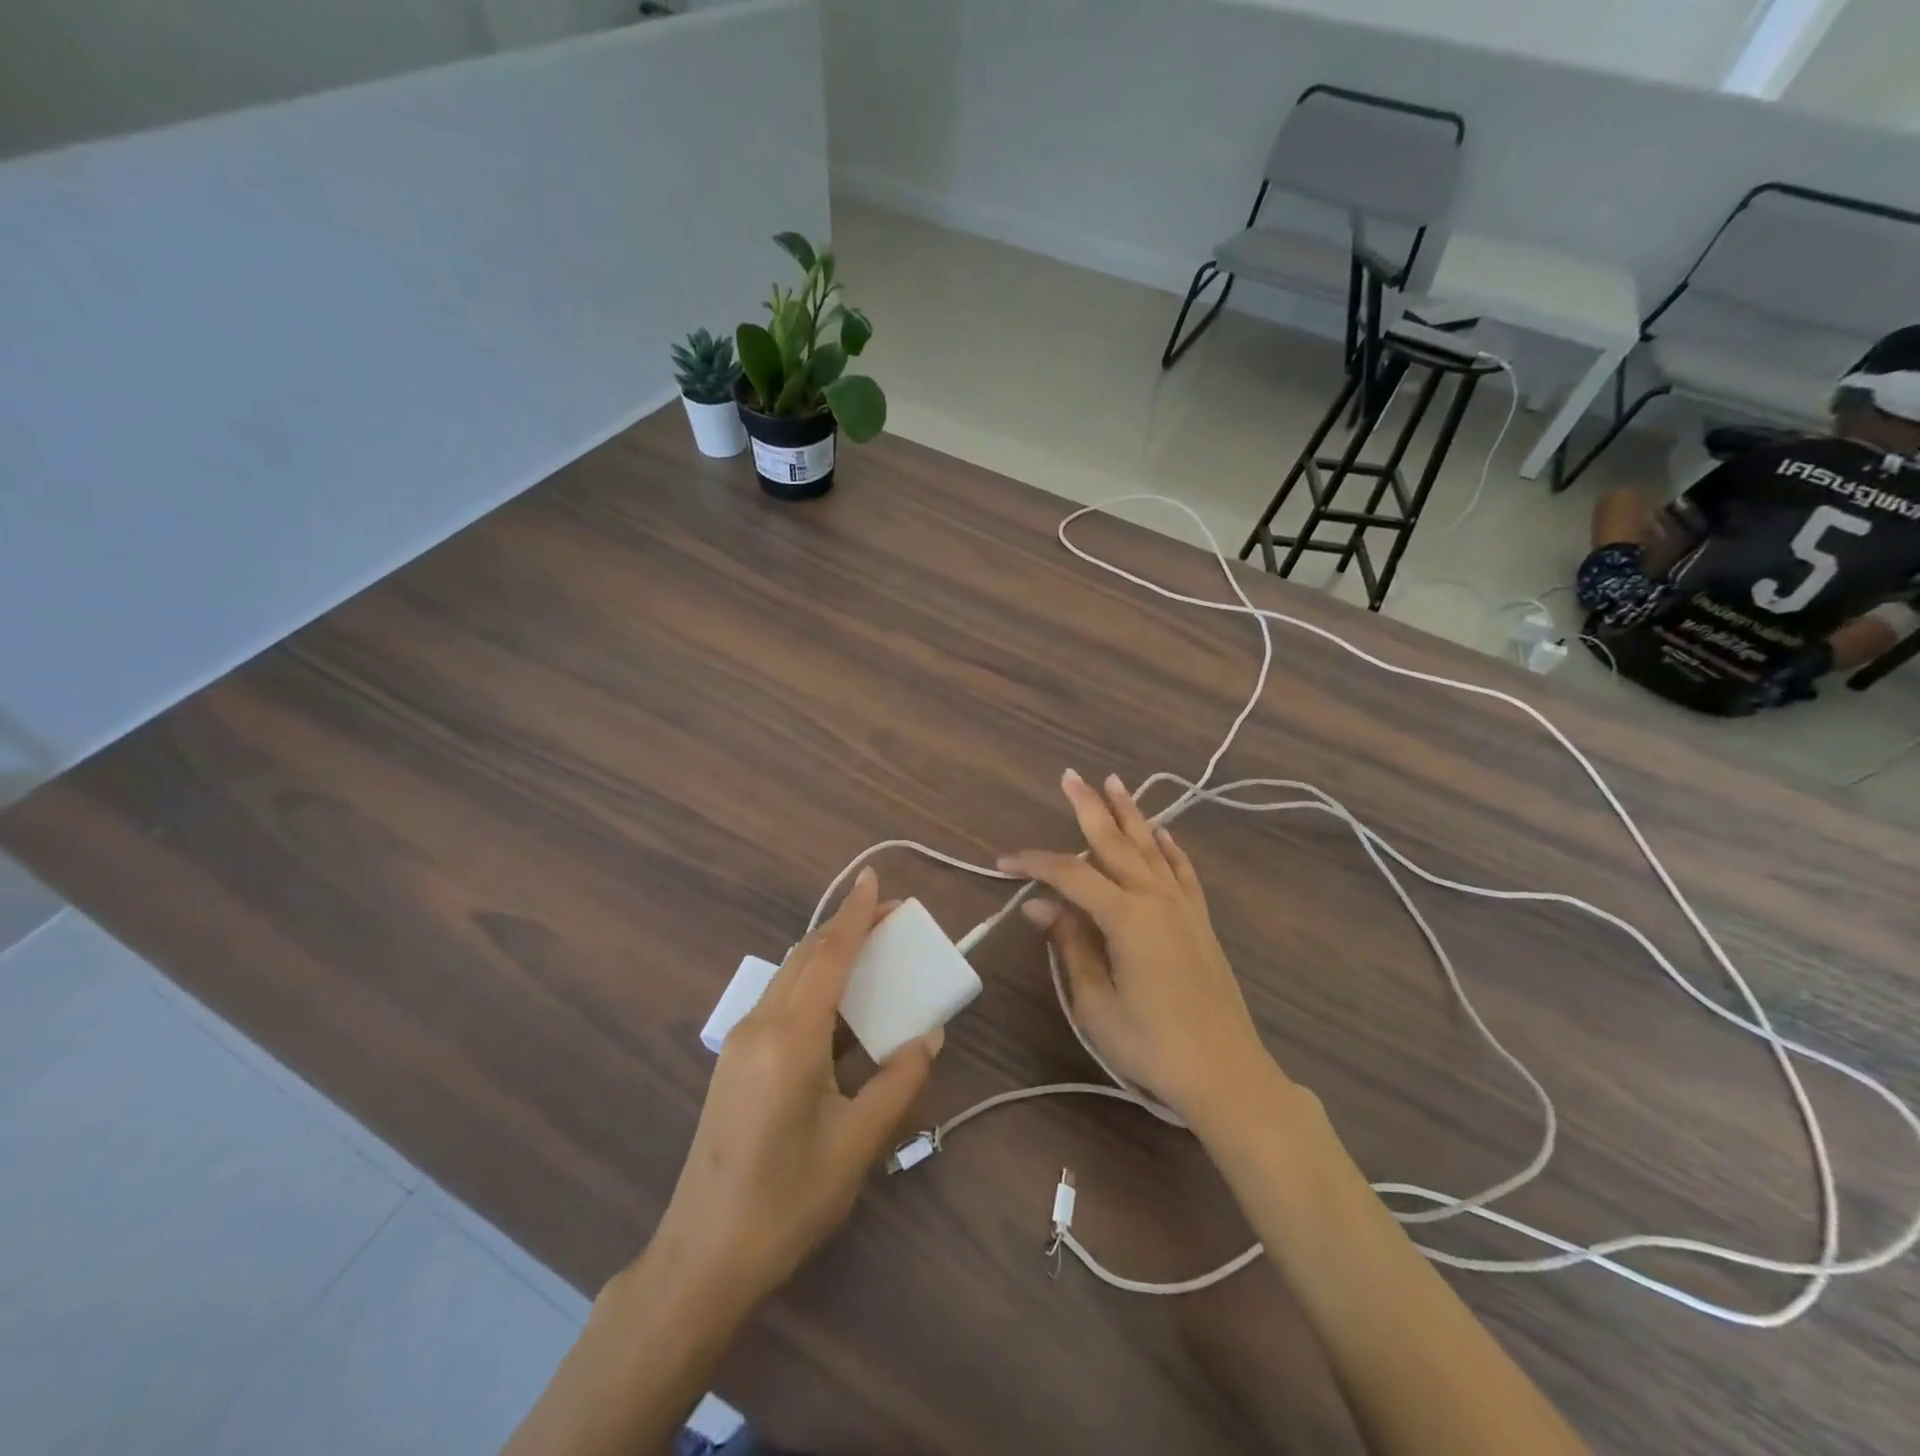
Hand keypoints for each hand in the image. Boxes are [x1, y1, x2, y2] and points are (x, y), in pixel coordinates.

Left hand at [647, 868, 942, 1312]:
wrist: (702, 1258)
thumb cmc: (788, 1200)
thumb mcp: (857, 1144)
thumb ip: (898, 1082)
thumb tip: (928, 1036)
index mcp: (790, 1038)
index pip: (829, 956)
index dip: (854, 914)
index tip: (873, 878)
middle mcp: (759, 1025)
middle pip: (806, 956)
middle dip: (845, 928)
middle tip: (889, 916)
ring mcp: (740, 1042)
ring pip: (789, 976)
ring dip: (827, 955)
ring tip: (870, 952)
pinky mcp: (734, 1062)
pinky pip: (779, 1002)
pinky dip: (812, 984)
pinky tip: (837, 1006)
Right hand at [998, 770, 1284, 1133]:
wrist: (1226, 1074)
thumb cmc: (1152, 1045)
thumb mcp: (1095, 1004)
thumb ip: (1069, 947)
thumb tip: (1038, 906)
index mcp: (1126, 917)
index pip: (1070, 875)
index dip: (1035, 864)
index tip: (1004, 862)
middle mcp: (1155, 899)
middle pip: (1116, 842)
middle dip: (1090, 807)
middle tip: (1070, 776)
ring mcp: (1183, 907)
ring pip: (1152, 847)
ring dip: (1130, 814)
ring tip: (1114, 783)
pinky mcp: (1200, 921)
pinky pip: (1182, 871)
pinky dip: (1171, 847)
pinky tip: (1163, 832)